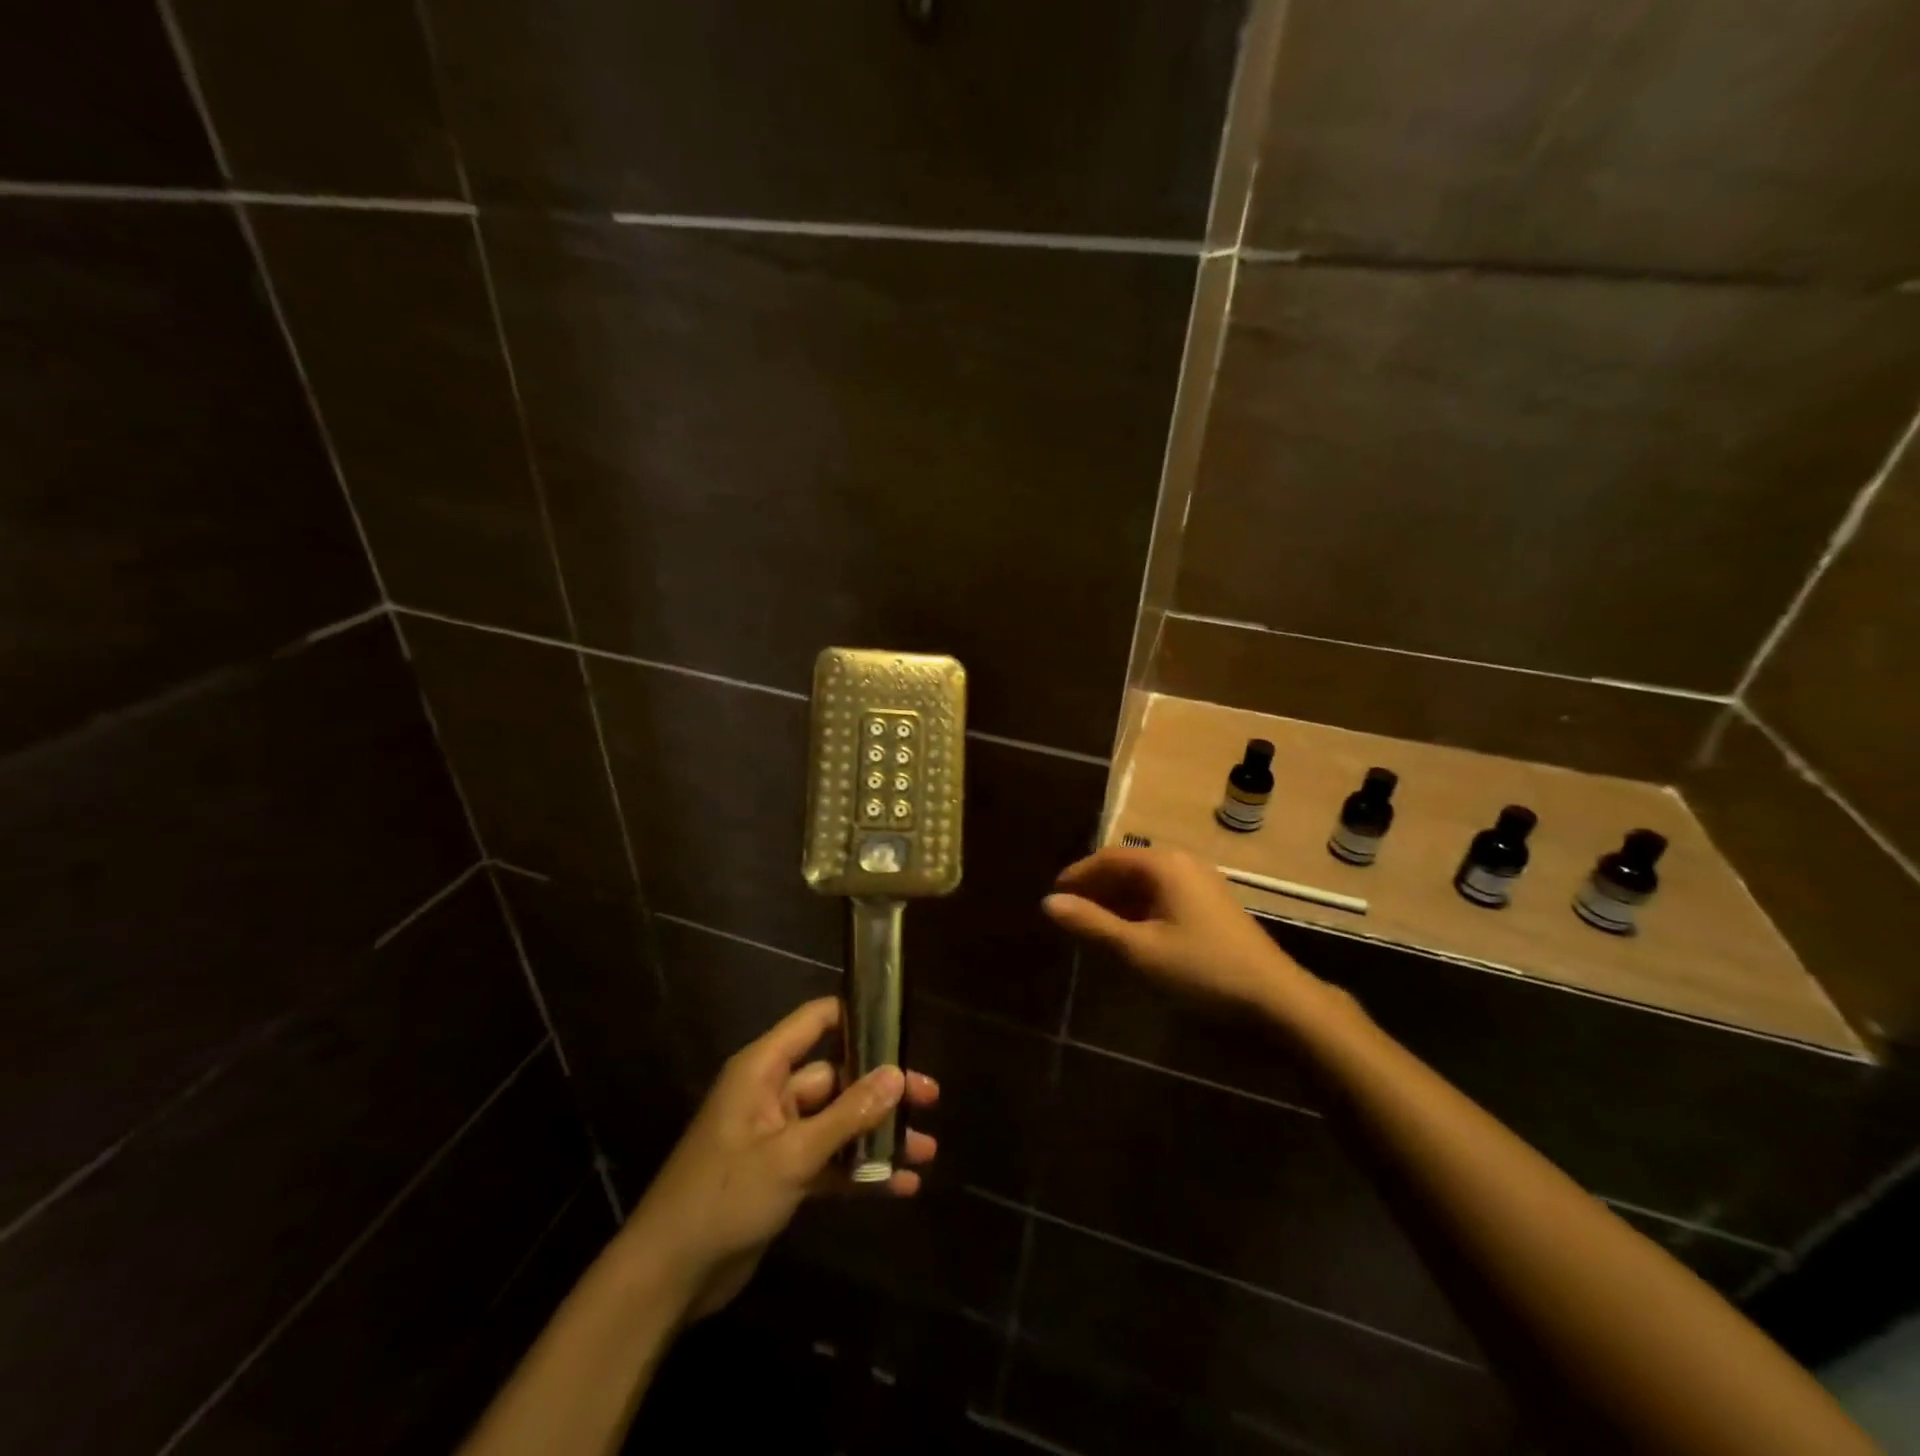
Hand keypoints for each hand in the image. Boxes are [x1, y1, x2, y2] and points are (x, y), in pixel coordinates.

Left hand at [620, 997, 937, 1320]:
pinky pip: (831, 1161)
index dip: (857, 1017)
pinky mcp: (784, 1174)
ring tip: (927, 1150)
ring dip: (879, 1135)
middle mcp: (774, 1094)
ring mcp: (779, 1136)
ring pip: (840, 1122)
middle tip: (931, 1098)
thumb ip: (847, 1114)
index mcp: (764, 1069)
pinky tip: (901, 1186)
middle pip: (838, 1077)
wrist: (668, 1278)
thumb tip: (897, 1074)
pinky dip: (861, 1171)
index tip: (901, 1026)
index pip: (816, 1021)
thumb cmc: (723, 1197)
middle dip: (883, 1091)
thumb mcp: (791, 1155)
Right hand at [1044, 846, 1311, 1009]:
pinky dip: (1140, 909)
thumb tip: (1049, 903)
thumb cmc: (1202, 970)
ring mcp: (1202, 883)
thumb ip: (1092, 925)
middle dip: (1097, 887)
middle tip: (1071, 913)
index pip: (1109, 858)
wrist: (1276, 999)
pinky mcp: (1212, 905)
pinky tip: (1131, 934)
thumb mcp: (1139, 950)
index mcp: (1164, 865)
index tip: (1054, 895)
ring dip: (1118, 900)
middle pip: (1128, 866)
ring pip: (1147, 882)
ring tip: (1094, 926)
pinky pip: (1164, 895)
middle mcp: (1183, 863)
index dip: (1078, 874)